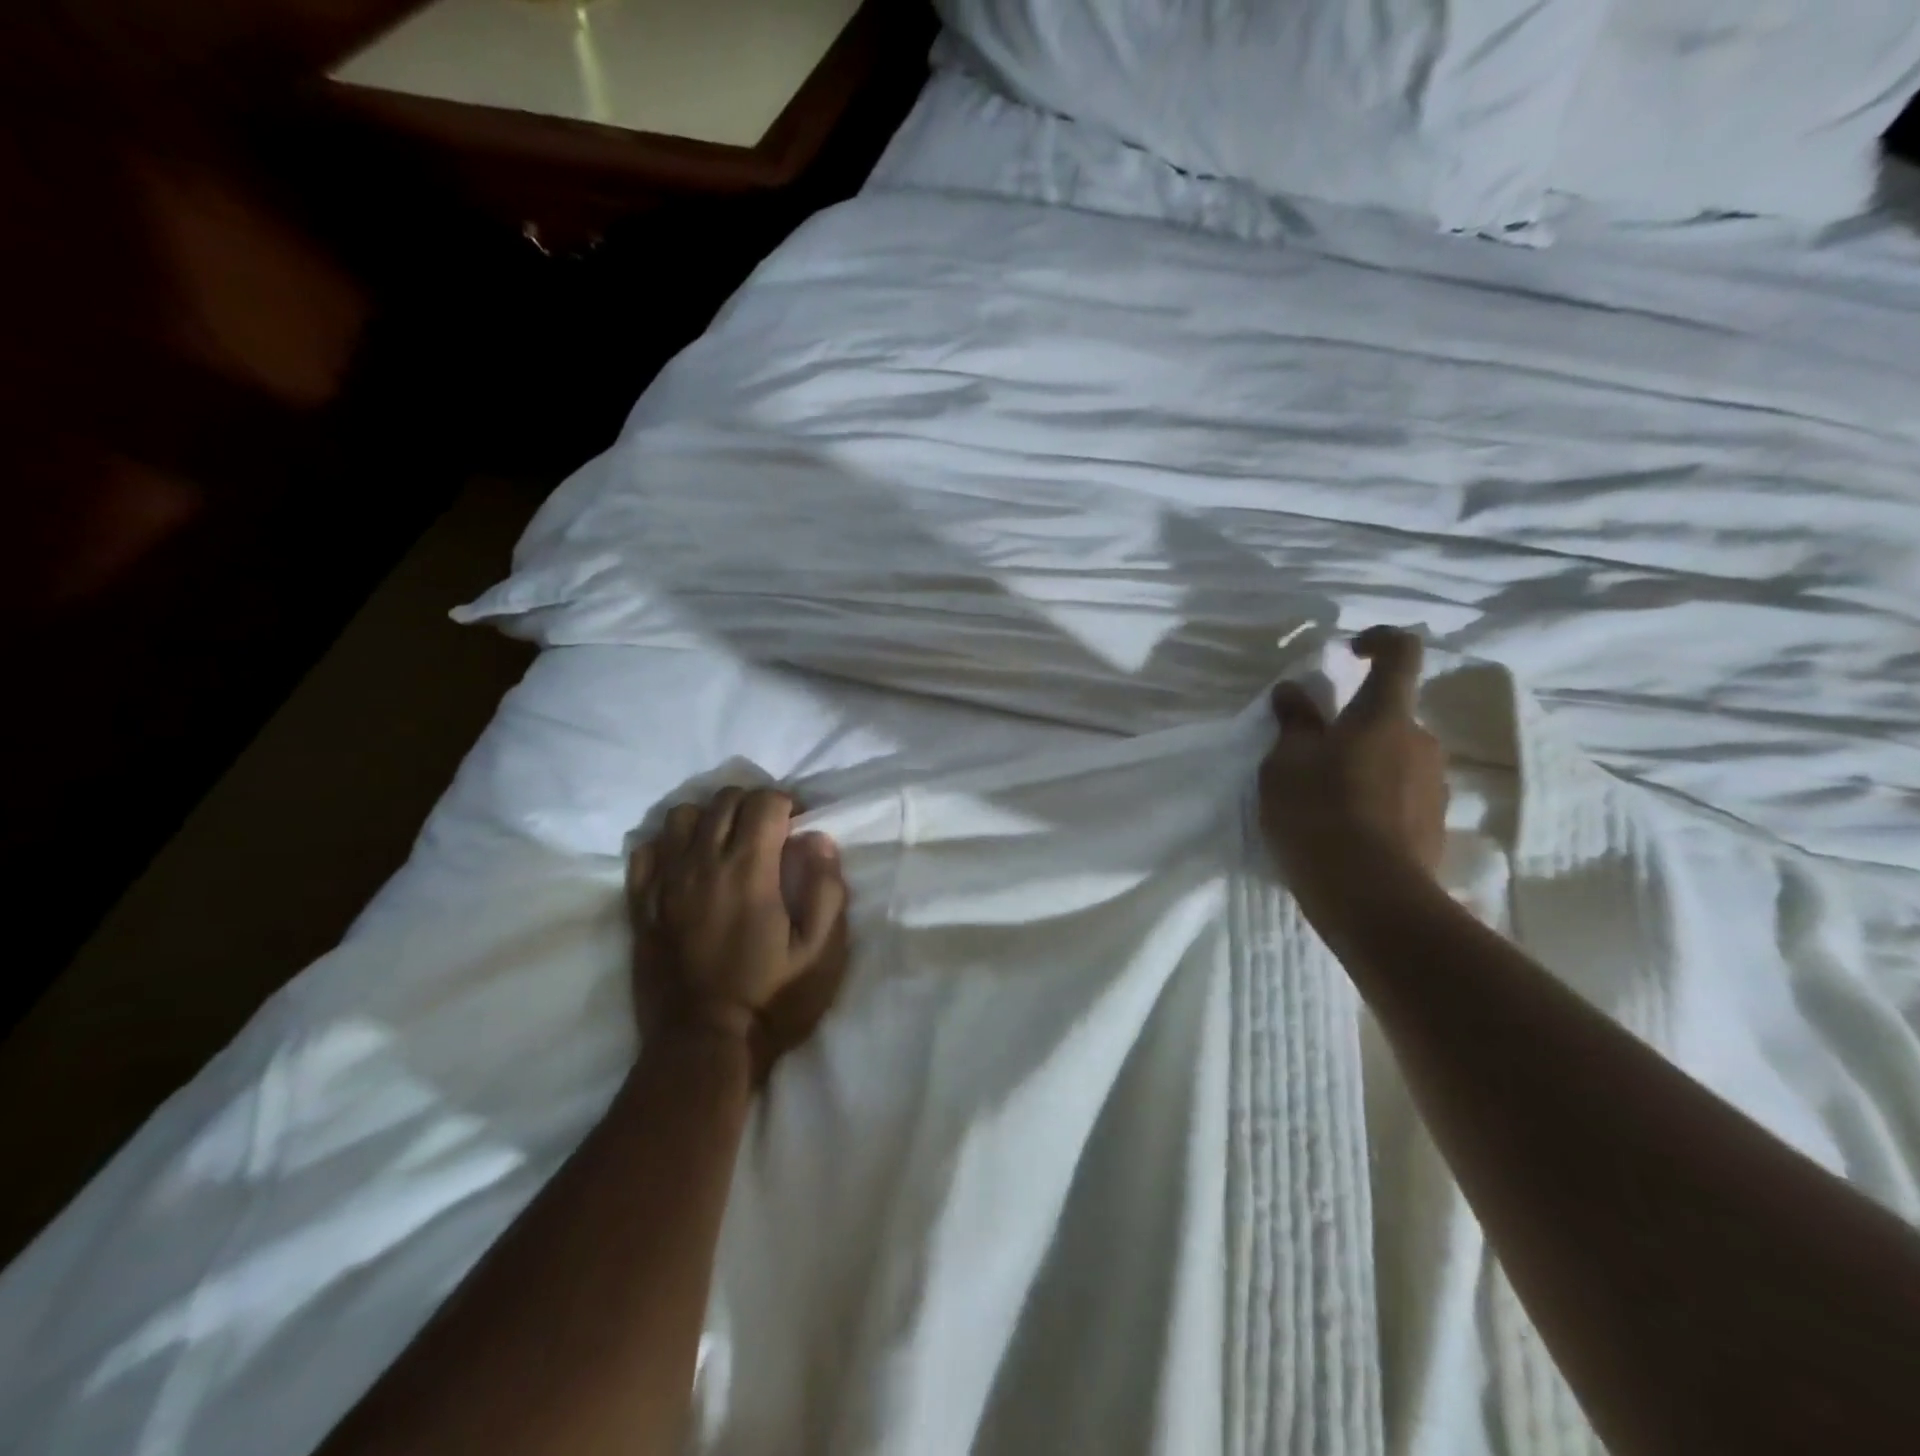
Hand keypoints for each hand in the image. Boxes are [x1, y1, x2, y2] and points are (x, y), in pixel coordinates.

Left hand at [626, 787, 850, 1081]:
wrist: (704, 1049)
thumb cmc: (772, 1001)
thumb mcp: (821, 953)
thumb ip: (825, 889)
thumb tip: (817, 840)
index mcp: (749, 871)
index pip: (764, 801)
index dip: (787, 802)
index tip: (800, 824)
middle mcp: (702, 865)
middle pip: (724, 800)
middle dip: (754, 804)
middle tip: (771, 832)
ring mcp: (665, 884)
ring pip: (681, 816)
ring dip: (710, 818)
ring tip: (727, 843)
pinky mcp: (641, 906)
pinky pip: (646, 850)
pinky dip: (669, 844)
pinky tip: (687, 864)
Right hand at [1259, 627, 1448, 891]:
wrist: (1370, 896)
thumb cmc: (1319, 813)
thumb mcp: (1286, 763)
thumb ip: (1293, 722)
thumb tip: (1293, 690)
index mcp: (1386, 715)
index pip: (1401, 653)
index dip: (1379, 640)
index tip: (1349, 652)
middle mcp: (1421, 741)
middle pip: (1390, 715)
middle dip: (1354, 724)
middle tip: (1311, 753)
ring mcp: (1434, 785)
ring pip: (1395, 756)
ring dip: (1364, 763)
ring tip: (1322, 798)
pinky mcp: (1434, 825)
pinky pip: (1401, 794)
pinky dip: (1374, 798)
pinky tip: (1343, 828)